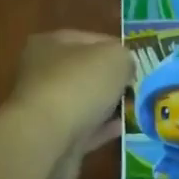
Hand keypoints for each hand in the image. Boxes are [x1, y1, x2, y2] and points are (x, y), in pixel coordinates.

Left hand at [7, 30, 132, 178]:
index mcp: (49, 44)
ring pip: (83, 102)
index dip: (115, 47)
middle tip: (137, 85)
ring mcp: (44, 108)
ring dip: (106, 105)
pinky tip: (123, 127)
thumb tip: (125, 68)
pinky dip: (102, 128)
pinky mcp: (52, 138)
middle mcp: (41, 73)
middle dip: (110, 79)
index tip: (136, 61)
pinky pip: (84, 129)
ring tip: (134, 107)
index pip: (89, 39)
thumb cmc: (79, 84)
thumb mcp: (114, 57)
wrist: (48, 138)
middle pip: (84, 72)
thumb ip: (125, 57)